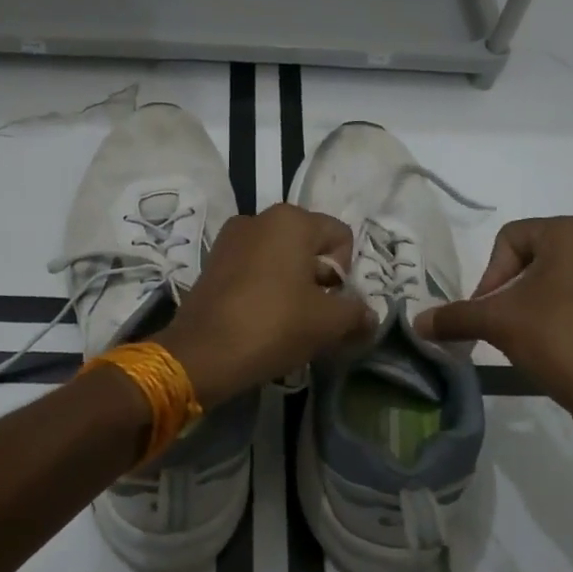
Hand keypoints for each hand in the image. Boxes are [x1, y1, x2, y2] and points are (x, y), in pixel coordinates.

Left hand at [159, 204, 373, 407]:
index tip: (332, 303)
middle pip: (309, 245)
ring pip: (280, 257)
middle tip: (314, 315)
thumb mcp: (328, 323)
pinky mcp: (212, 261)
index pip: (340, 237)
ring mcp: (231, 238)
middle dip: (318, 278)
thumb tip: (370, 315)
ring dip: (292, 283)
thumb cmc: (274, 325)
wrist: (202, 353)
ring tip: (288, 319)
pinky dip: (265, 287)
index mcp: (291, 220)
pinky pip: (253, 267)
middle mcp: (260, 218)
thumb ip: (356, 313)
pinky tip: (262, 317)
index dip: (345, 273)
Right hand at [414, 217, 572, 446]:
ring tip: (527, 335)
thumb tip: (416, 322)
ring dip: (533, 301)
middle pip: (533, 255)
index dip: (490, 275)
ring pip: (558, 276)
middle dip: (510, 289)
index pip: (510, 239)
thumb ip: (455, 316)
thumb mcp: (497, 323)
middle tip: (503, 324)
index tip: (489, 312)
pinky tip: (555, 343)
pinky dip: (561, 312)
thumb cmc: (559, 341)